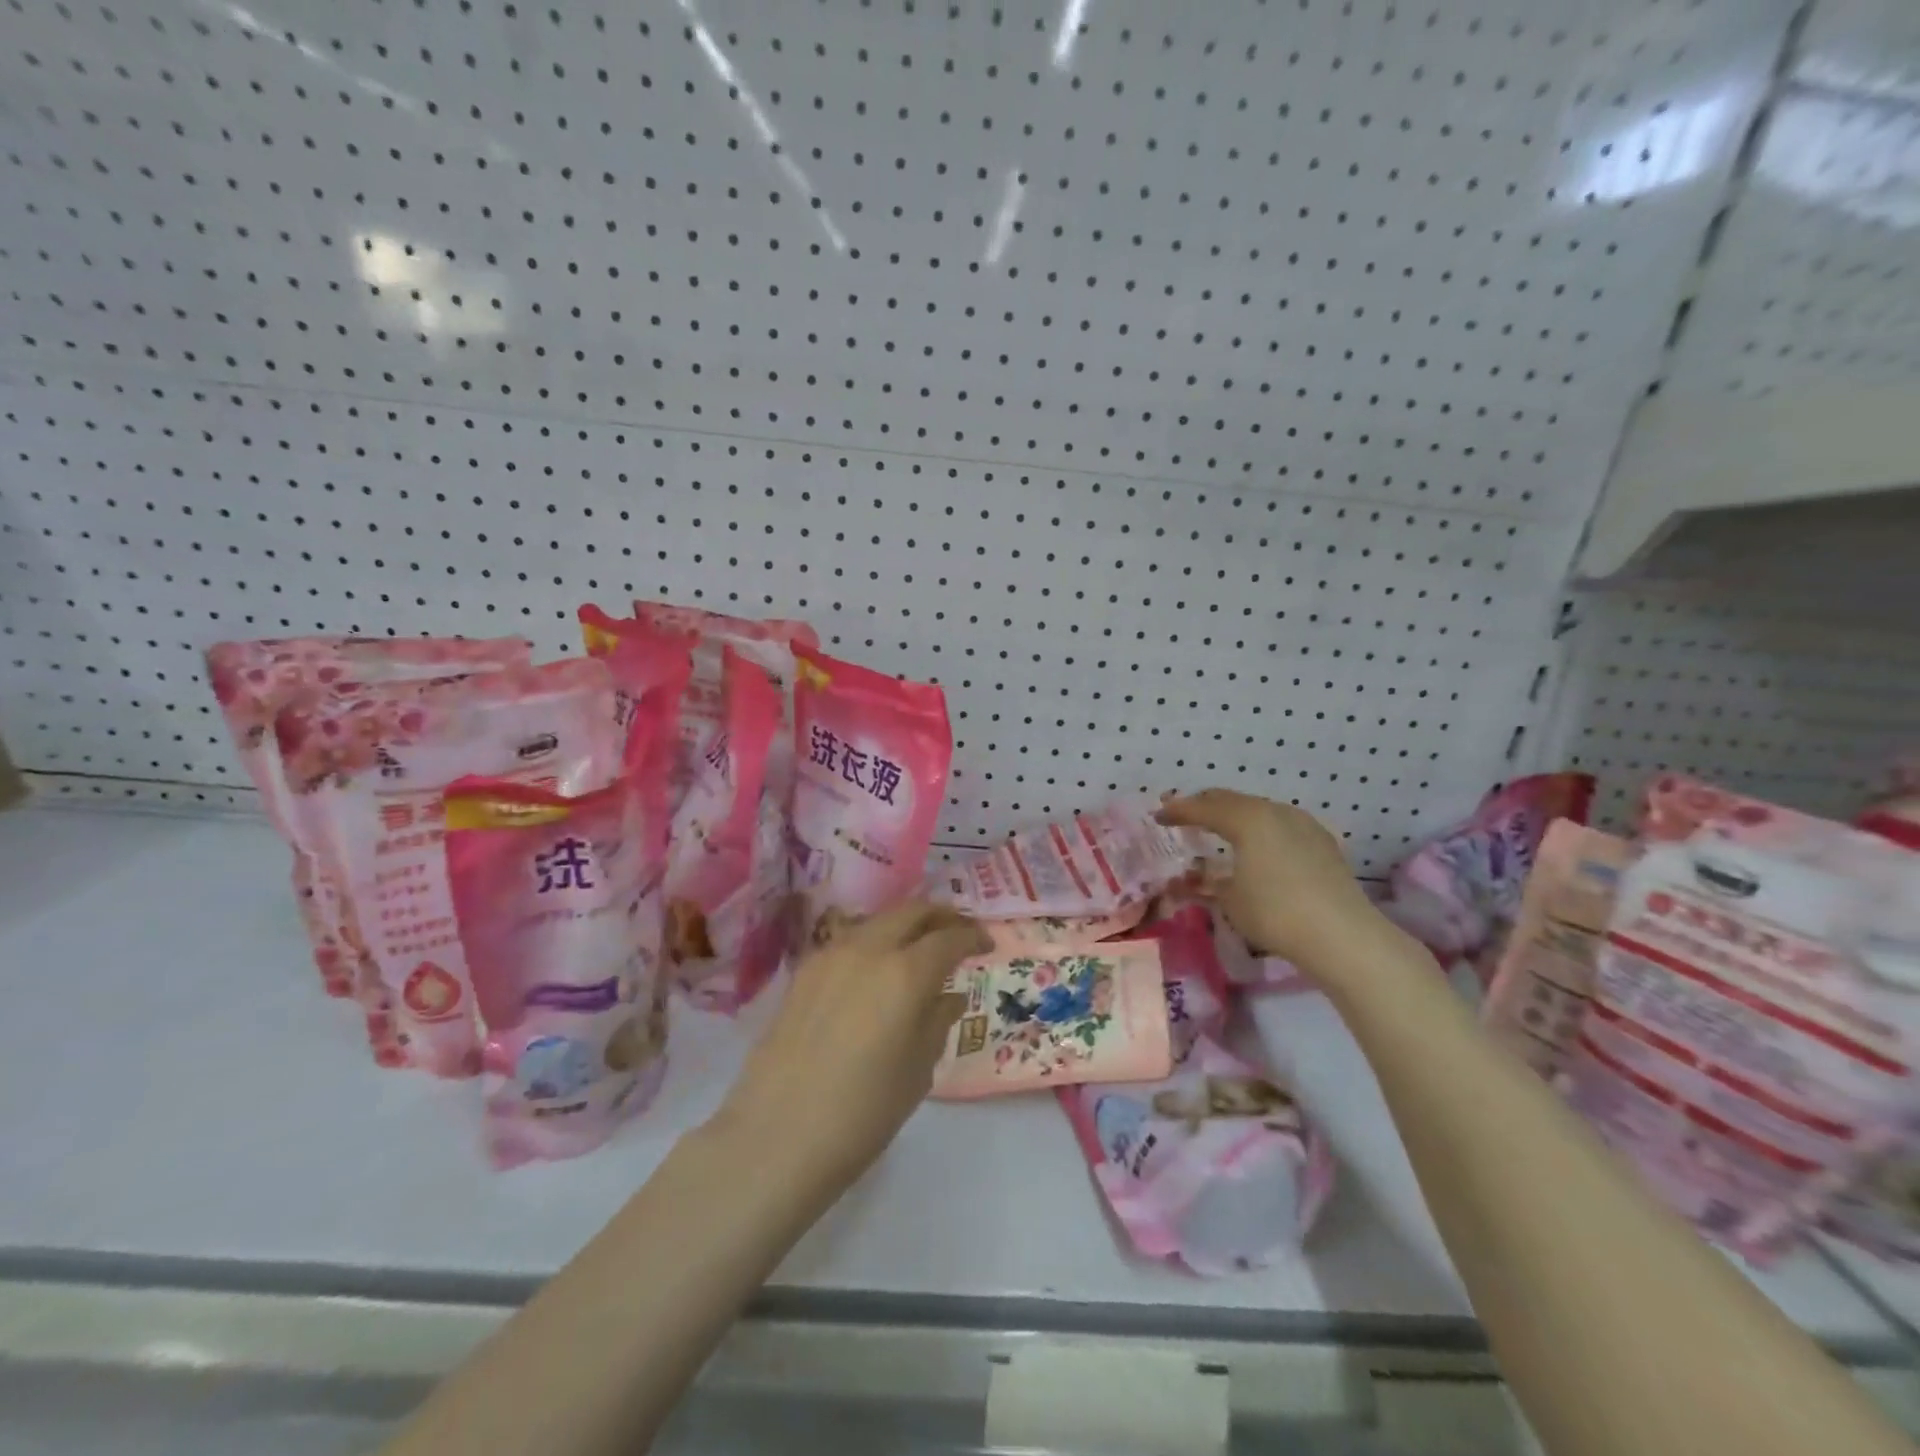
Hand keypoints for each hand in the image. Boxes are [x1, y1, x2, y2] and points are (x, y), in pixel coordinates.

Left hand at [713, 901, 989, 1194]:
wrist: (778, 1135)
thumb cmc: (864, 1112)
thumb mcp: (918, 1070)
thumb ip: (937, 1021)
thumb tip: (948, 996)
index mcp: (906, 973)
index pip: (950, 937)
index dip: (973, 936)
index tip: (987, 945)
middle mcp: (869, 949)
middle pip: (912, 911)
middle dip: (941, 916)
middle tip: (958, 932)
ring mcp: (831, 955)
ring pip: (878, 920)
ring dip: (905, 925)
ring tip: (919, 948)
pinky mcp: (804, 971)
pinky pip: (850, 941)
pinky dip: (874, 942)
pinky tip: (877, 969)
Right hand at [1157, 789, 1376, 965]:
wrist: (1343, 935)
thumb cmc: (1275, 913)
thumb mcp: (1229, 901)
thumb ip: (1204, 884)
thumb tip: (1183, 880)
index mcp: (1247, 818)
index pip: (1203, 807)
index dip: (1177, 811)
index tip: (1157, 816)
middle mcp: (1274, 811)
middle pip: (1231, 800)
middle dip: (1204, 806)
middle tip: (1183, 816)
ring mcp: (1302, 823)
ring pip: (1258, 809)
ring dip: (1233, 815)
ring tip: (1217, 829)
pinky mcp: (1321, 841)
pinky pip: (1279, 823)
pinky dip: (1258, 828)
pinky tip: (1256, 845)